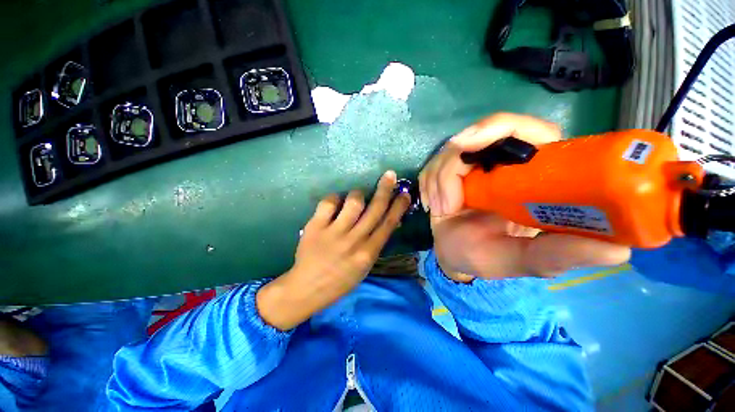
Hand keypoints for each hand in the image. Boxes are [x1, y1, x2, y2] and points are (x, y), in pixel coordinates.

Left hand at [257, 171, 410, 329]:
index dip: (398, 206)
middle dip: (385, 189)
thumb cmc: (340, 280)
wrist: (307, 288)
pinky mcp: (316, 227)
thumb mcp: (364, 266)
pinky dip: (334, 198)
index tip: (405, 193)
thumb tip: (388, 222)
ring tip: (356, 196)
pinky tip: (334, 203)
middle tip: (390, 175)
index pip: (388, 224)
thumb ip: (375, 243)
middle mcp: (354, 240)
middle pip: (375, 209)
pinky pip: (328, 203)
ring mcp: (334, 232)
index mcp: (368, 252)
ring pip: (353, 202)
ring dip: (357, 194)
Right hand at [419, 113, 630, 281]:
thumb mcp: (522, 260)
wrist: (453, 254)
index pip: (533, 131)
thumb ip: (558, 255)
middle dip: (458, 156)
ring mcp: (473, 165)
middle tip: (449, 190)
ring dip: (439, 178)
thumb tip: (620, 250)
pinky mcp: (448, 172)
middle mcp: (504, 163)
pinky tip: (433, 205)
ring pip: (452, 149)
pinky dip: (429, 182)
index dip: (506, 129)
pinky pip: (434, 164)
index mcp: (533, 175)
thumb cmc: (487, 256)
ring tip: (441, 209)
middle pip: (485, 131)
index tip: (476, 147)